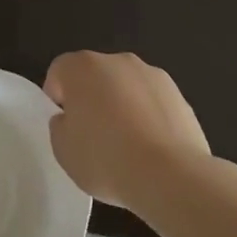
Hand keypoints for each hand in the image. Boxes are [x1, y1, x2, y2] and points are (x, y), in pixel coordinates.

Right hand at [44, 51, 210, 211]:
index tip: (64, 125)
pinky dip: (149, 118)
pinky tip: (152, 150)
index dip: (57, 98)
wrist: (170, 175)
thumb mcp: (63, 151)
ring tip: (127, 147)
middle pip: (95, 75)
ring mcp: (152, 75)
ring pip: (126, 87)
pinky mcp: (179, 95)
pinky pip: (152, 103)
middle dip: (92, 99)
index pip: (60, 72)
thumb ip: (61, 127)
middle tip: (92, 136)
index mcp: (82, 67)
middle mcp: (117, 61)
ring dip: (122, 106)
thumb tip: (70, 119)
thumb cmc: (106, 159)